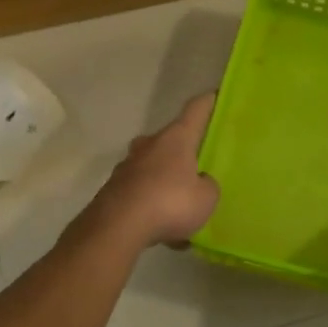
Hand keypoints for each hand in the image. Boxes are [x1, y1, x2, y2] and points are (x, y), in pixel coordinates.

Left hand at [90, 92, 220, 249]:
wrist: (117, 227)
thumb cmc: (170, 203)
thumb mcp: (206, 198)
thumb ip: (207, 186)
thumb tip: (200, 182)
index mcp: (176, 139)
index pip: (195, 111)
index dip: (207, 103)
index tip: (214, 96)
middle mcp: (149, 145)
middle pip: (171, 140)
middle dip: (184, 151)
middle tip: (199, 165)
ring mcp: (128, 166)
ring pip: (154, 168)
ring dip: (167, 182)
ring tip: (182, 208)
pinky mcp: (114, 189)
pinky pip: (142, 192)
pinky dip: (153, 205)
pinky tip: (163, 230)